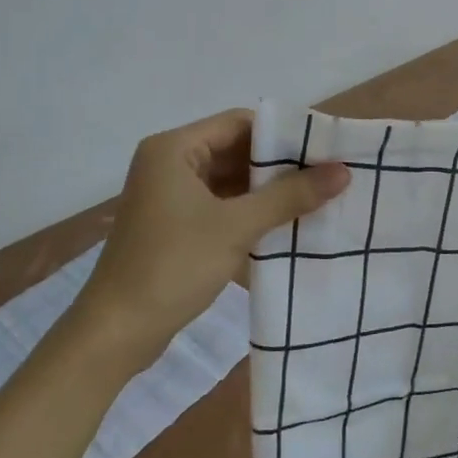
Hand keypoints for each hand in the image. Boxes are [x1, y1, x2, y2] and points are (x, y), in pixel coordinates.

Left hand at [73, 109, 349, 369]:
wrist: (114, 334)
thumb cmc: (172, 266)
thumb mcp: (237, 227)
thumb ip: (289, 196)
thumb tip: (343, 171)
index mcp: (174, 148)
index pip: (239, 123)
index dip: (282, 135)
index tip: (323, 151)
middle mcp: (169, 163)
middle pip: (235, 150)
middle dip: (278, 166)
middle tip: (326, 176)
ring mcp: (169, 195)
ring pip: (229, 180)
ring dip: (266, 192)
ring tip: (315, 199)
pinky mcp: (173, 224)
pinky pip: (219, 205)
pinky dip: (248, 212)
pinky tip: (284, 225)